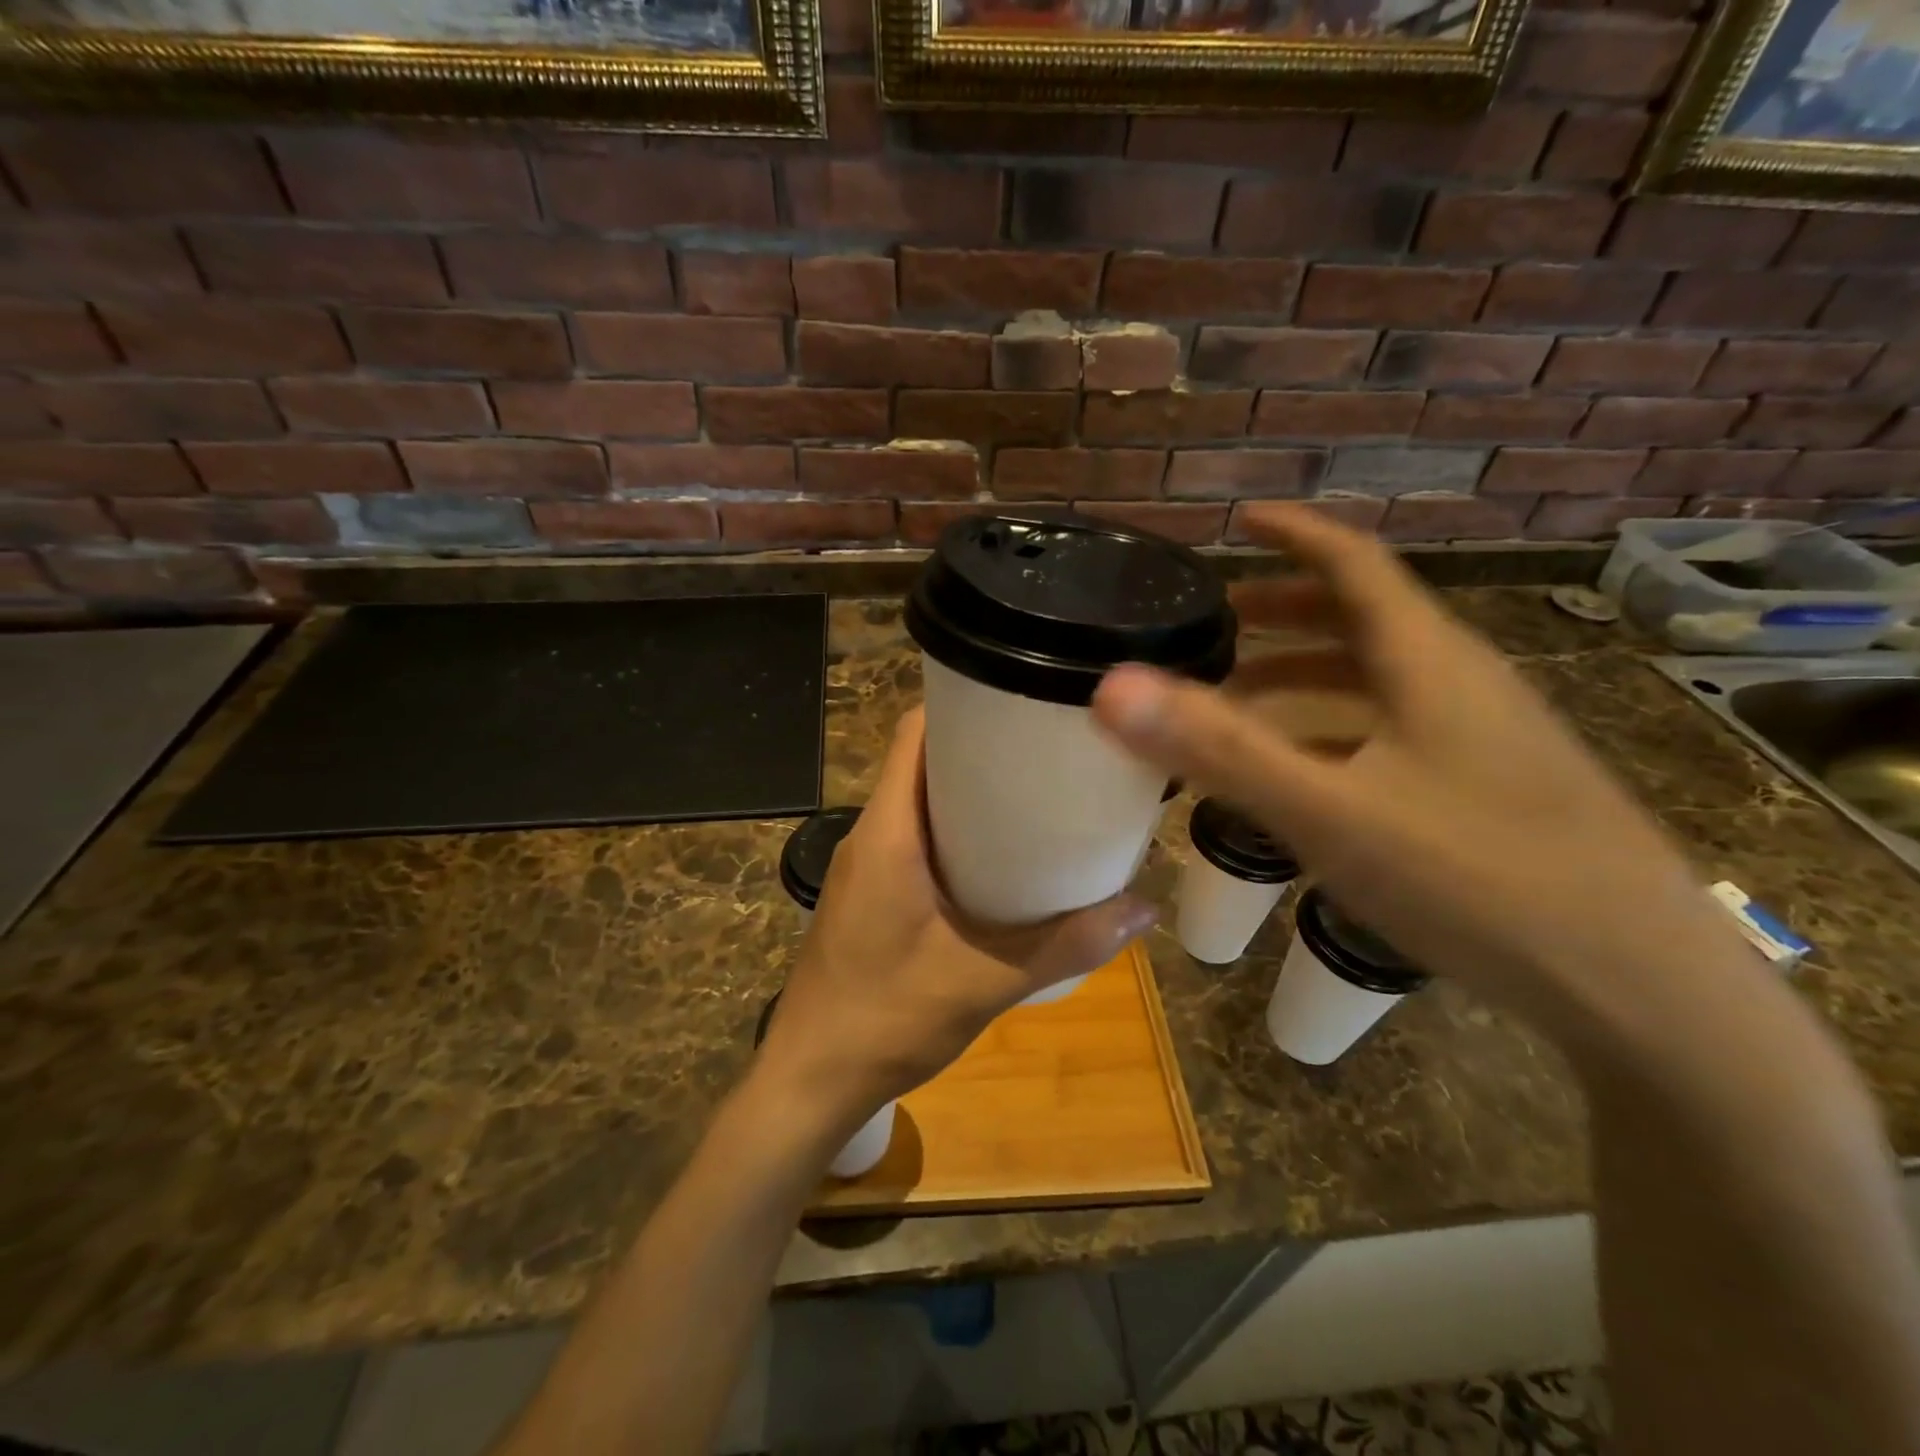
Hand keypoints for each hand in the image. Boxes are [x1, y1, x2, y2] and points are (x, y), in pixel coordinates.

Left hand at [755, 708, 1155, 1136]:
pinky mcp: (869, 895)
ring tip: (1036, 799)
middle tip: (1048, 754)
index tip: (1022, 704)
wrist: (810, 1080)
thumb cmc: (886, 1019)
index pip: (915, 734)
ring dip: (968, 795)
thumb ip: (1065, 944)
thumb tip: (1142, 908)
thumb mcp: (985, 982)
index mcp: (888, 831)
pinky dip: (954, 834)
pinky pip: (914, 839)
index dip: (964, 705)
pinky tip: (1000, 862)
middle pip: (922, 763)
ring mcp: (866, 866)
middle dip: (981, 750)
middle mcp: (872, 834)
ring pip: (918, 802)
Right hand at [1088, 502, 1747, 1031]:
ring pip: (1381, 679)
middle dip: (1288, 610)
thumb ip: (1221, 750)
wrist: (1640, 988)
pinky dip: (1339, 727)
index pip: (1355, 564)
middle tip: (1222, 622)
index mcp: (1427, 663)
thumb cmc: (1478, 880)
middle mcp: (1460, 683)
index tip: (1238, 521)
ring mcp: (1485, 737)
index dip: (1294, 534)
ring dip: (1309, 674)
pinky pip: (1397, 729)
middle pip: (1365, 619)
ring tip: (1245, 697)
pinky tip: (1309, 772)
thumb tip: (1115, 688)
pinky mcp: (1493, 788)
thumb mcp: (1331, 813)